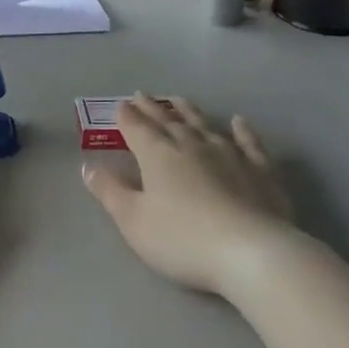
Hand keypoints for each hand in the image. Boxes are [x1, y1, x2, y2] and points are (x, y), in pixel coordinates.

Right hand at [83, 96, 295, 298]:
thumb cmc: (183, 239)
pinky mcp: (260, 168)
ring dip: (189, 111)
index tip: (120, 105)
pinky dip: (242, 130)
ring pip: (204, 124)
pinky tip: (239, 121)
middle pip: (168, 121)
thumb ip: (110, 191)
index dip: (127, 116)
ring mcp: (229, 153)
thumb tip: (88, 166)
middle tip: (142, 96)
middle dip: (152, 108)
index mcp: (158, 154)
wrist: (250, 251)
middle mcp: (192, 144)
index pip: (137, 128)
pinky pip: (249, 142)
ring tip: (177, 100)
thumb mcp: (134, 221)